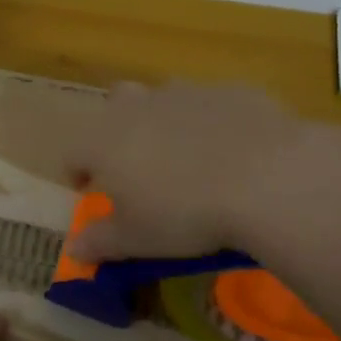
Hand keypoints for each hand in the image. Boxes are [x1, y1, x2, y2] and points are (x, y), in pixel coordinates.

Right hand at [62, 80, 326, 263]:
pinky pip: (210, 105)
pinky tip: (233, 154)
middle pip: (114, 107)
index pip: (73, 152)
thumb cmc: (184, 214)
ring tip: (187, 159)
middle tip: (137, 168)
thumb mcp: (136, 239)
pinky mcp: (230, 91)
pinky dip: (212, 124)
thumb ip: (100, 241)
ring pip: (163, 100)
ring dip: (164, 123)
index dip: (76, 174)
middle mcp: (137, 107)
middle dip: (118, 132)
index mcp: (103, 141)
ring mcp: (185, 93)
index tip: (89, 192)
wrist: (267, 178)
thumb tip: (74, 249)